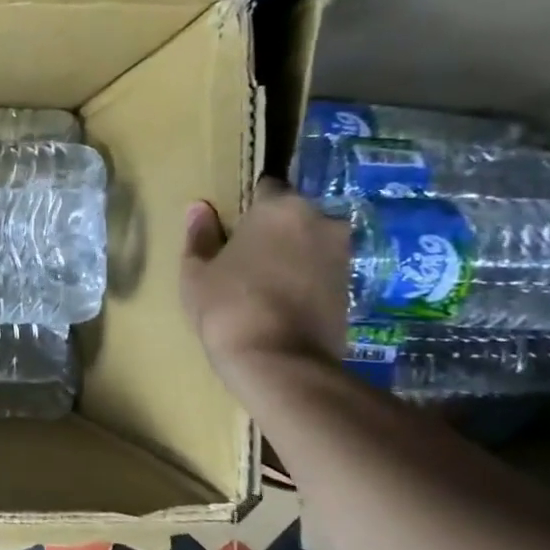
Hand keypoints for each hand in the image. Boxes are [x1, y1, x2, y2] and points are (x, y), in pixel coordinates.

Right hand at [181, 177, 349, 383]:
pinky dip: (306, 279)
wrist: (280, 362)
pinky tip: (282, 300)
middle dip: (274, 229)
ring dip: (293, 254)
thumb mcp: (196, 271)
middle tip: (246, 254)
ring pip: (311, 243)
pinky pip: (321, 271)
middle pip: (293, 215)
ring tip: (264, 280)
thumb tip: (199, 209)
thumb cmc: (228, 306)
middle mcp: (320, 221)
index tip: (232, 226)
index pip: (266, 187)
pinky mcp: (353, 288)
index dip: (248, 206)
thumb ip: (200, 236)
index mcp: (280, 208)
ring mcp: (342, 255)